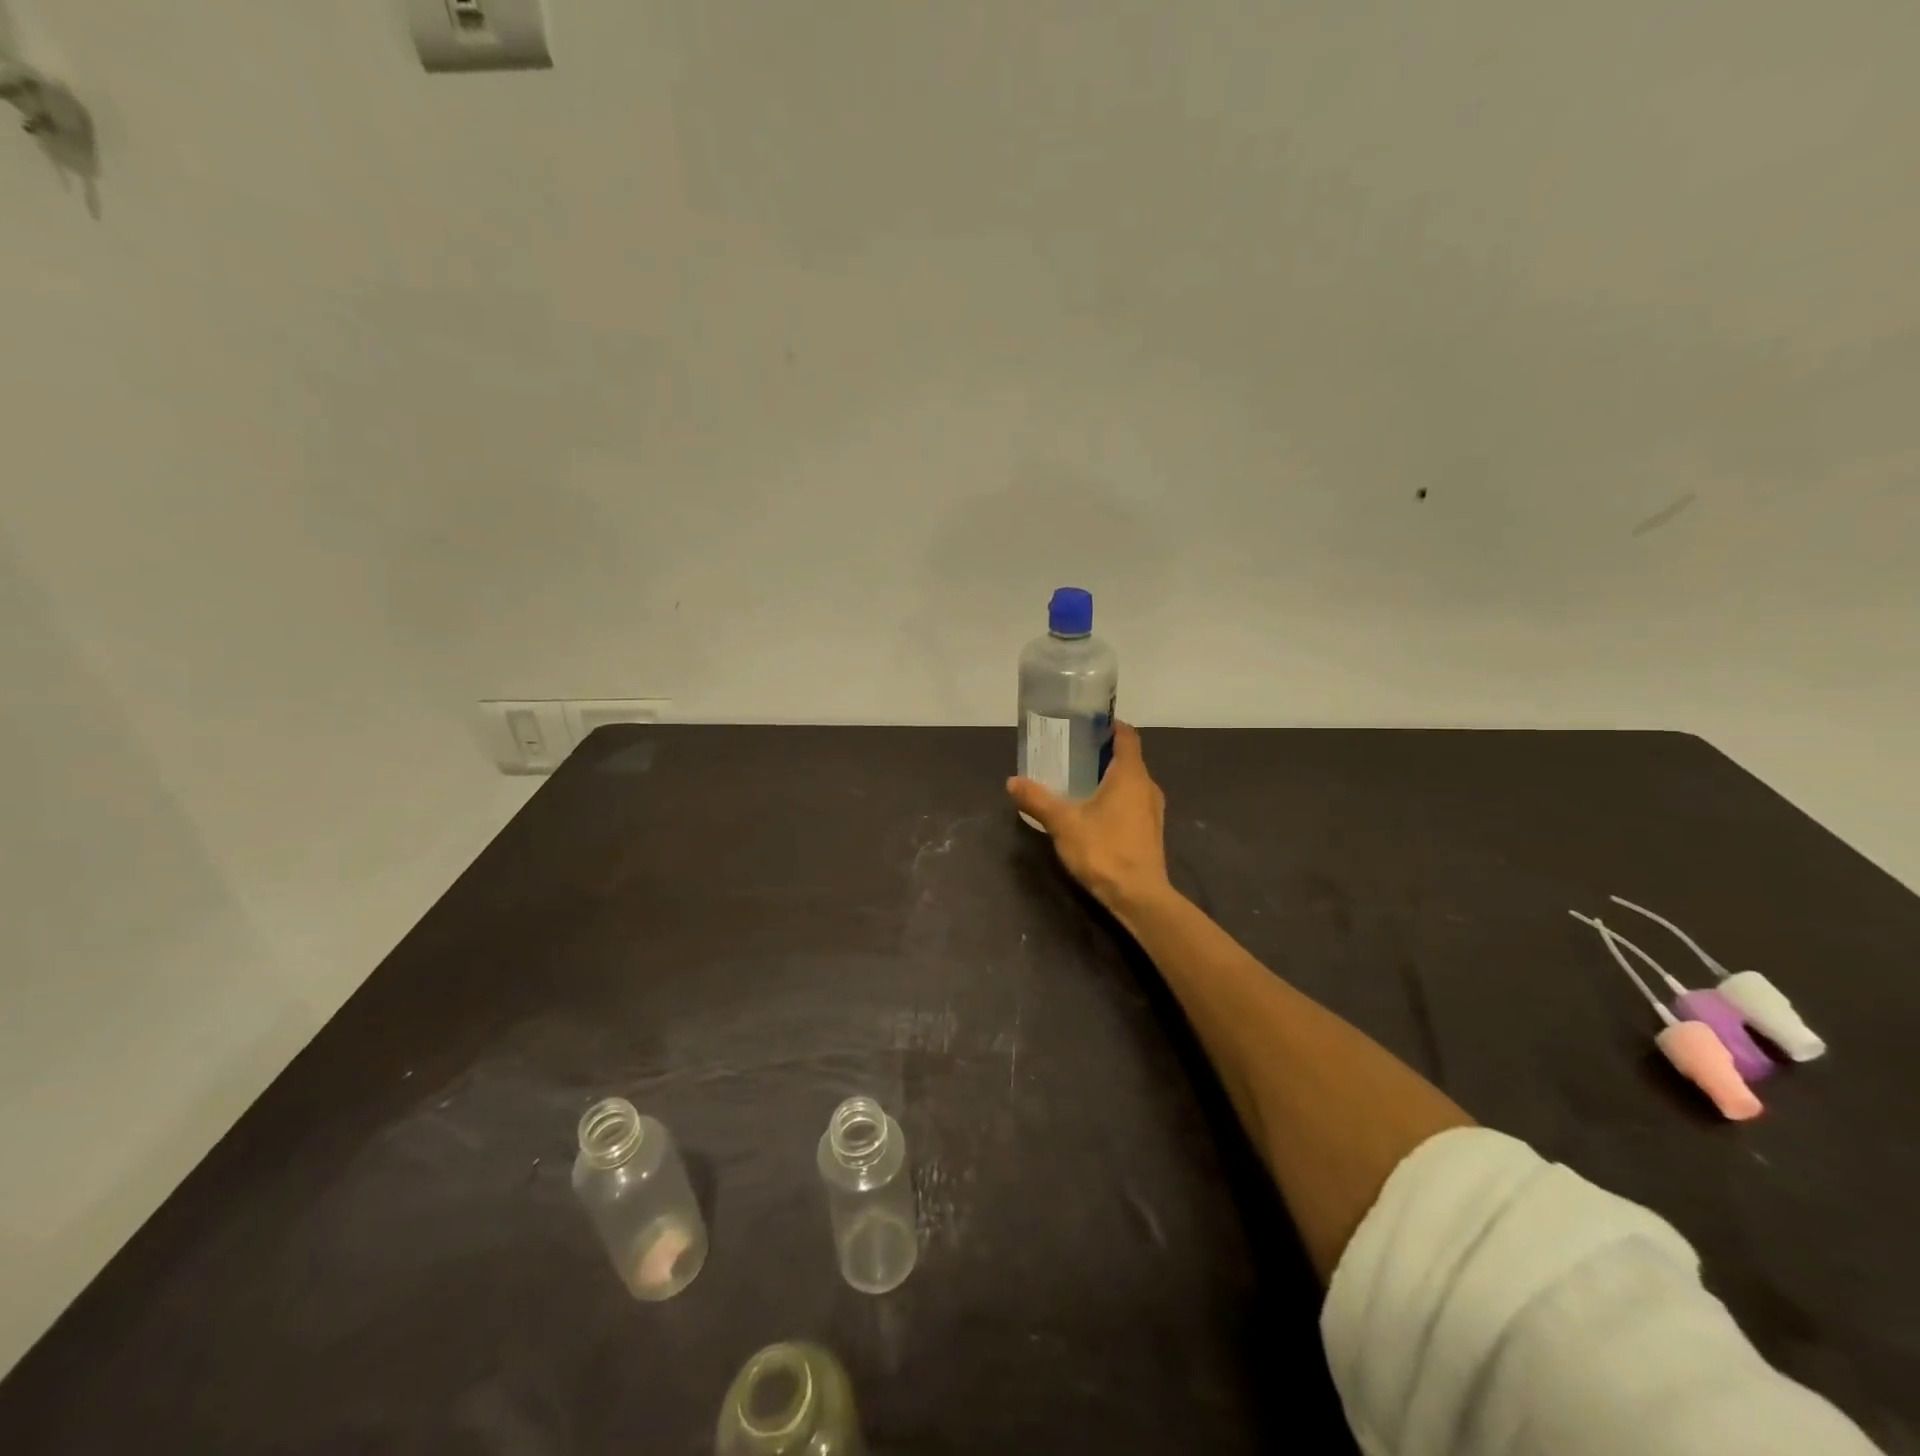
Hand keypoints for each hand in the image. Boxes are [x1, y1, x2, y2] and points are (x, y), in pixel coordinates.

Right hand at [1007, 721, 1170, 915]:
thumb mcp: (1063, 823)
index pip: (1127, 736)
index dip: (1110, 726)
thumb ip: (1037, 800)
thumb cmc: (1104, 850)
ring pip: (1131, 783)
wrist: (1139, 897)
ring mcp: (1152, 811)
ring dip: (1109, 777)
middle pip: (1128, 759)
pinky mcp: (1150, 831)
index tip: (1088, 723)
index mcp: (1130, 775)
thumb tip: (1012, 782)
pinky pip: (1133, 802)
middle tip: (1073, 752)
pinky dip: (1116, 798)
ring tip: (1079, 781)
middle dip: (1103, 753)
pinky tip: (1094, 811)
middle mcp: (1147, 786)